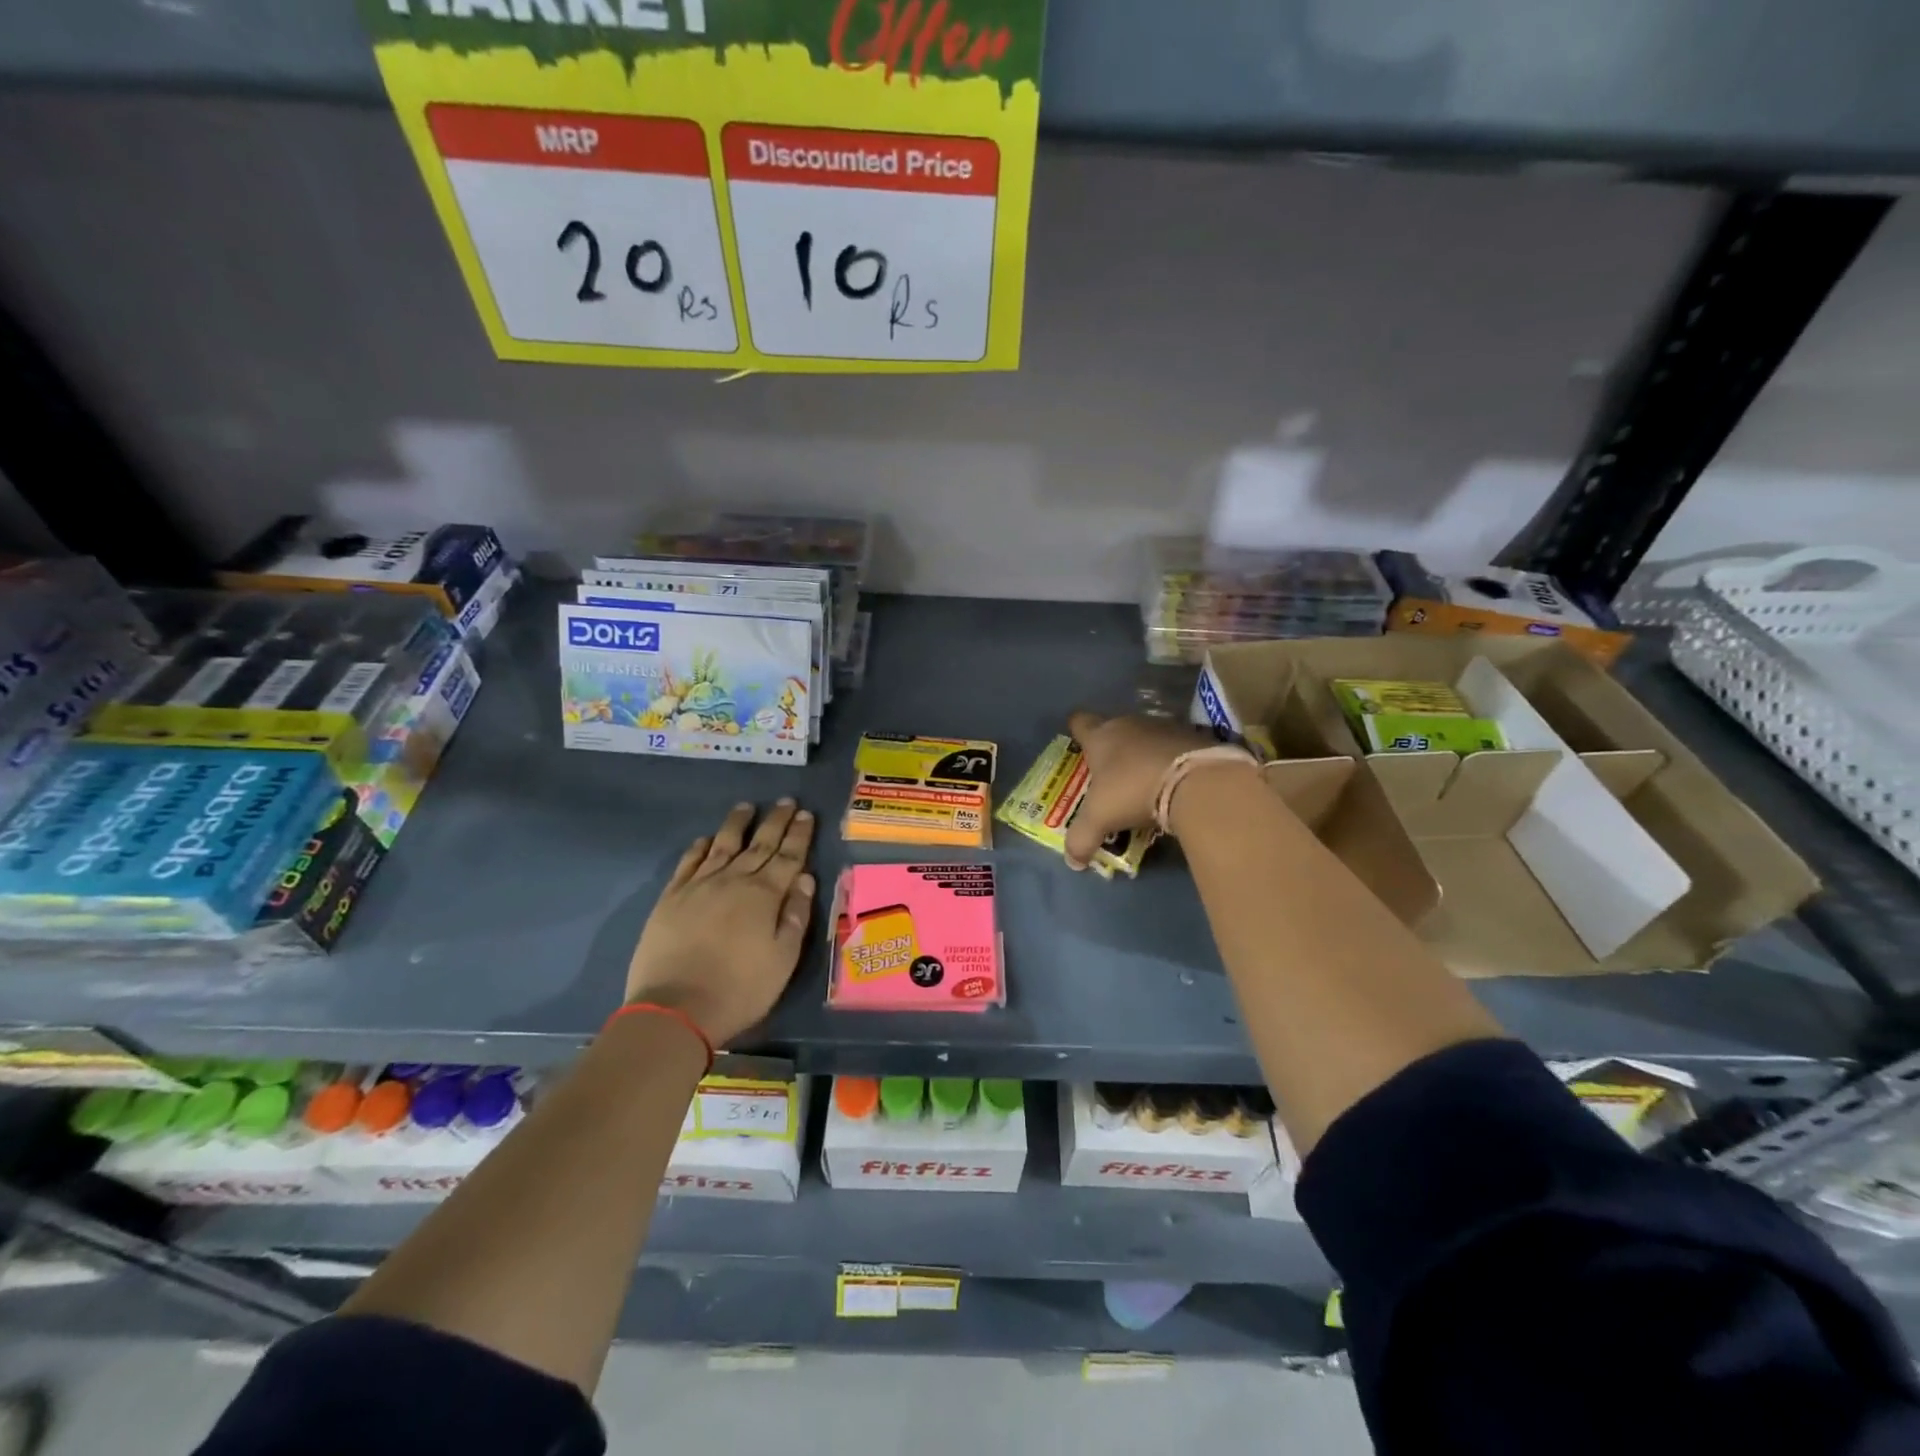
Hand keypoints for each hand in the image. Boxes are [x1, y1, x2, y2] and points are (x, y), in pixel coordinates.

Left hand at [624, 800, 816, 1046]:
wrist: (675, 1009)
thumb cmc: (740, 988)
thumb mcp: (783, 959)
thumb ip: (796, 915)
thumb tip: (805, 878)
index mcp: (765, 895)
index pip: (789, 856)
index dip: (799, 835)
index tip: (806, 814)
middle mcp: (734, 880)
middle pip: (760, 844)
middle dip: (776, 821)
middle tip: (787, 801)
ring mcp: (699, 886)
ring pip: (723, 845)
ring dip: (737, 824)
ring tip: (747, 807)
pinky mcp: (671, 898)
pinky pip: (689, 863)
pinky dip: (700, 847)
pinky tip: (706, 838)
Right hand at [1063, 711, 1219, 868]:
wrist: (1195, 780)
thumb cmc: (1133, 790)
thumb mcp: (1100, 818)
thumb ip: (1082, 839)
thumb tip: (1072, 862)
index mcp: (1101, 737)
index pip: (1080, 723)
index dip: (1077, 731)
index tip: (1078, 744)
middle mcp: (1130, 724)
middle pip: (1115, 730)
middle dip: (1112, 750)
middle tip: (1111, 776)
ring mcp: (1164, 727)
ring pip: (1146, 738)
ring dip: (1144, 756)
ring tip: (1145, 783)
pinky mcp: (1194, 737)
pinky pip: (1174, 748)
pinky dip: (1171, 762)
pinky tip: (1174, 783)